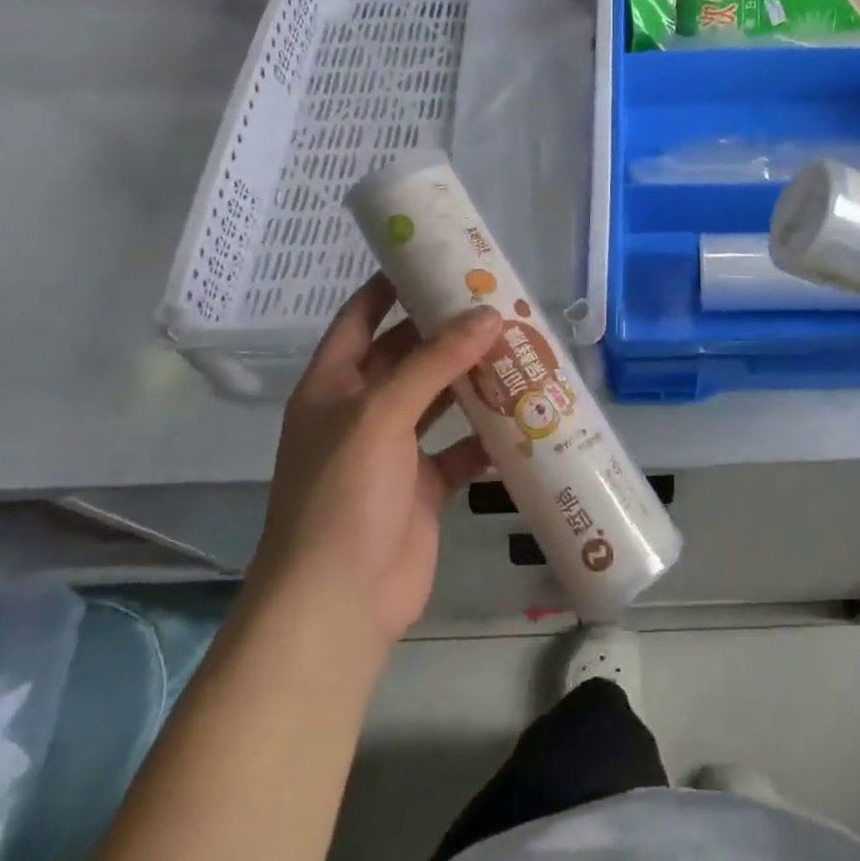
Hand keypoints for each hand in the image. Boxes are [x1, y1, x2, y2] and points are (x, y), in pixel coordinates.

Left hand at [249, 275, 501, 647]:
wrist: (339, 602)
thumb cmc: (343, 494)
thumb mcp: (381, 415)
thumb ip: (434, 362)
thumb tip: (488, 314)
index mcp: (334, 385)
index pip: (362, 317)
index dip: (393, 285)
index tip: (437, 258)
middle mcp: (362, 411)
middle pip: (409, 355)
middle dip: (449, 331)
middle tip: (499, 301)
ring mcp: (394, 451)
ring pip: (440, 400)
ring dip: (474, 379)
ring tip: (521, 348)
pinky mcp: (424, 487)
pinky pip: (461, 449)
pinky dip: (488, 436)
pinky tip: (525, 417)